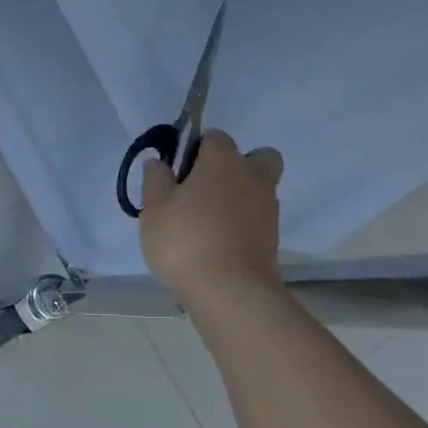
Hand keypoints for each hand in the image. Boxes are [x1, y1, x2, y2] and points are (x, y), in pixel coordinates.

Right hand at [140, 130, 284, 302]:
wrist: (229, 289)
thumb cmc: (185, 240)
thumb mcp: (155, 210)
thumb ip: (155, 181)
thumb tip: (158, 162)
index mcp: (223, 161)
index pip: (215, 137)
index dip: (197, 148)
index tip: (179, 170)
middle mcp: (253, 176)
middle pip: (256, 157)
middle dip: (237, 166)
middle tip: (207, 189)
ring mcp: (268, 207)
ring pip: (258, 189)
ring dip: (240, 197)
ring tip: (208, 223)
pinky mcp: (273, 236)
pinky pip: (257, 218)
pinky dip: (243, 223)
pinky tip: (219, 242)